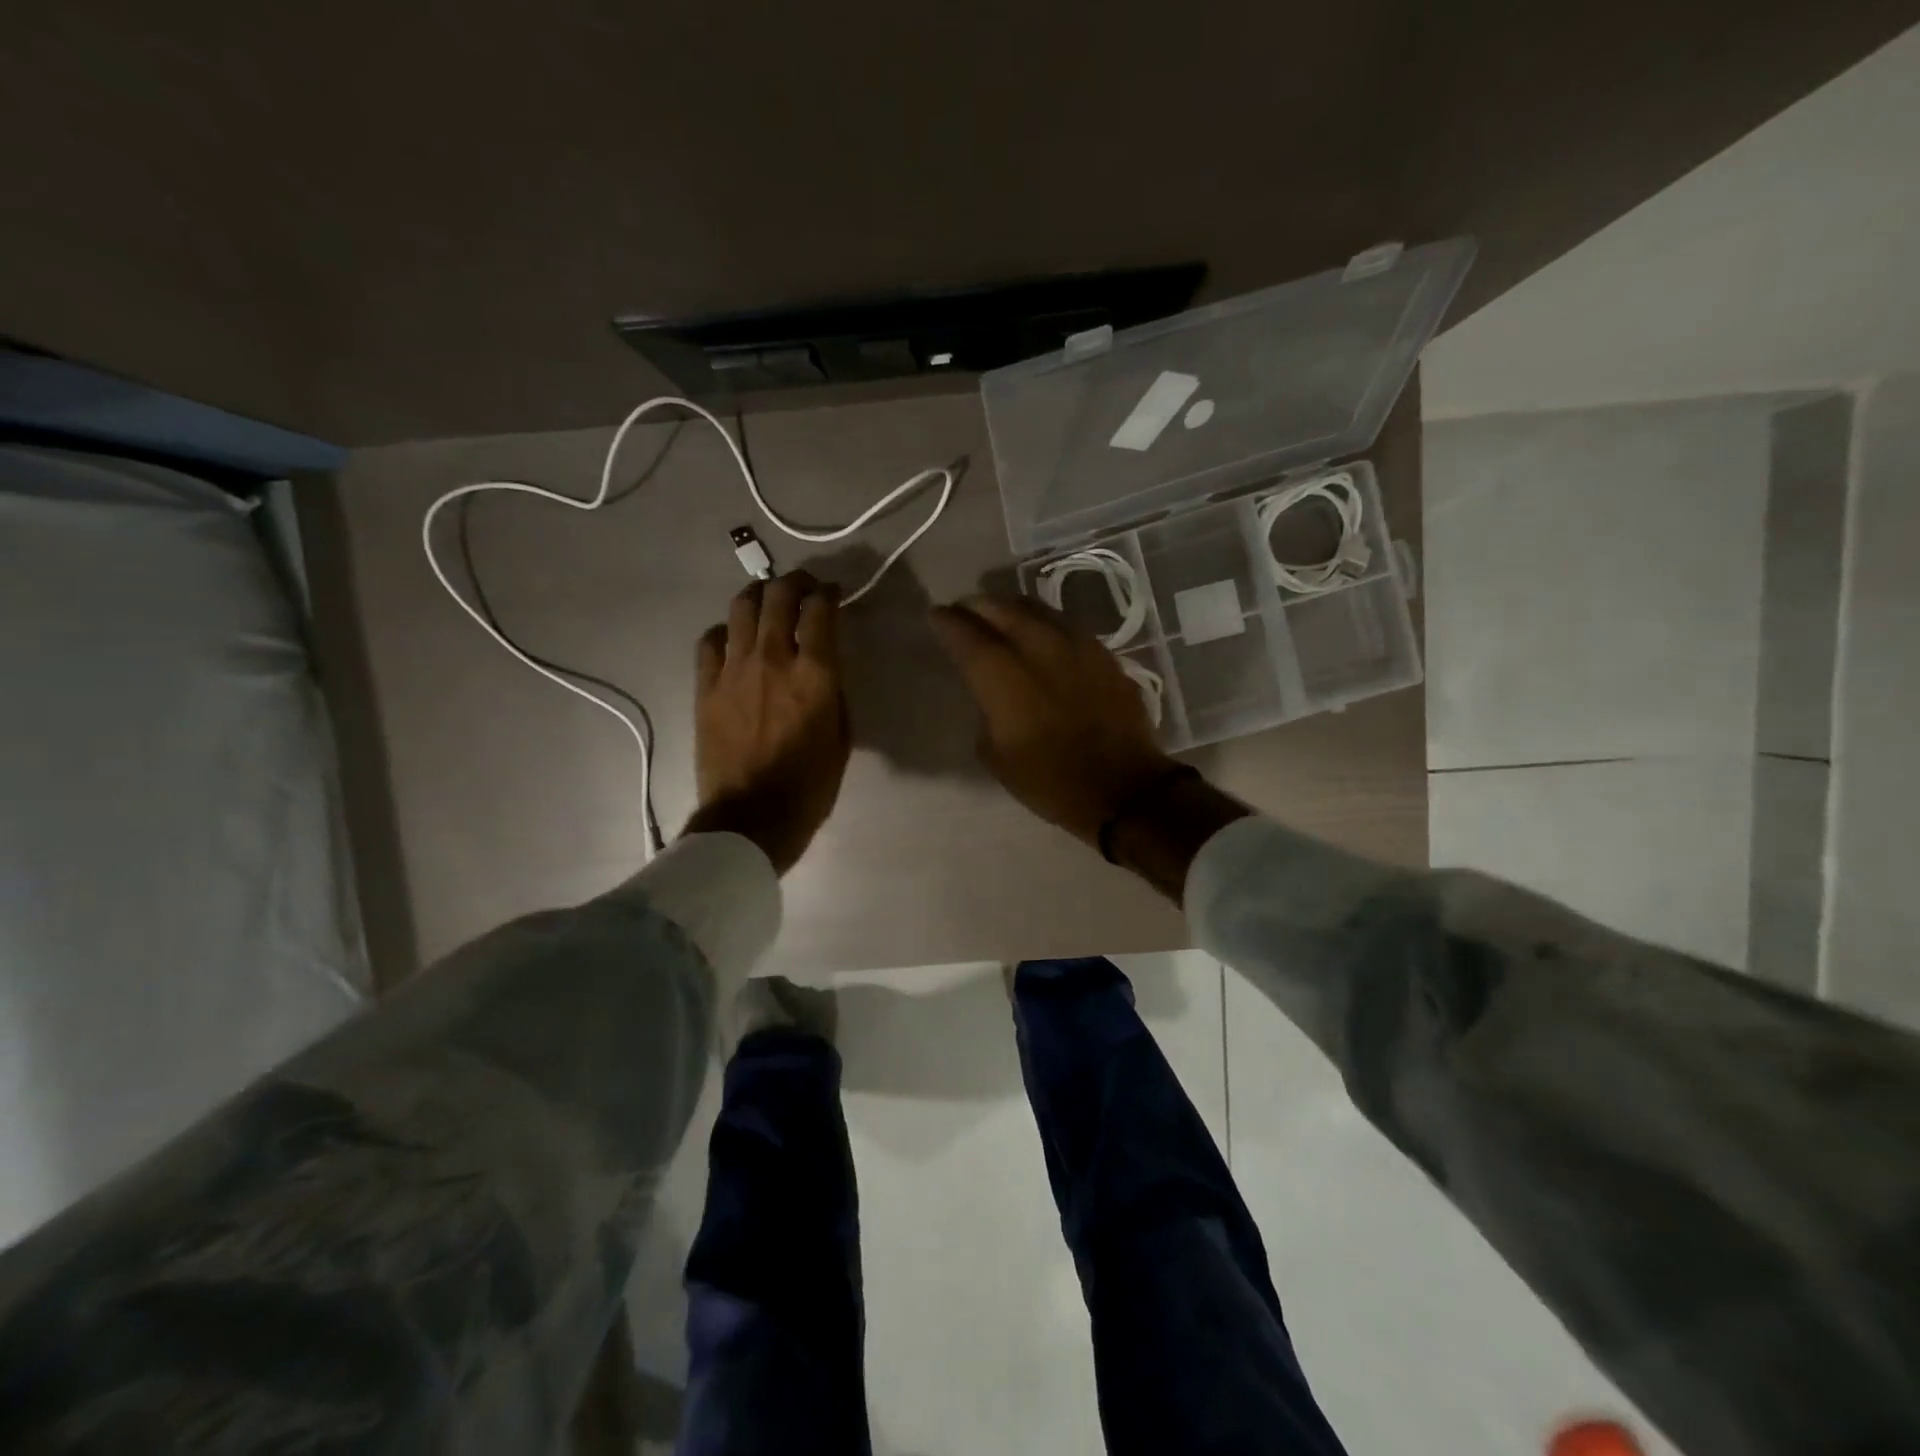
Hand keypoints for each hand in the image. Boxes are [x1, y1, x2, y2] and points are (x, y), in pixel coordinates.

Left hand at [686, 571, 849, 873]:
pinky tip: (732, 638)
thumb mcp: (842, 739)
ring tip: (767, 600)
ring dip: (758, 595)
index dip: (828, 593)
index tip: (832, 593)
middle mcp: (773, 659)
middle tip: (803, 586)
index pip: (820, 610)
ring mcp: (733, 670)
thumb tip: (823, 670)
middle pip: (778, 595)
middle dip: (794, 582)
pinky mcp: (705, 687)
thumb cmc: (808, 786)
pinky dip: (724, 630)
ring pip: (741, 607)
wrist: (751, 819)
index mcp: (815, 674)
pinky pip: (710, 640)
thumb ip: (833, 694)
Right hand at [928, 594, 1175, 845]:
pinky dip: (1047, 623)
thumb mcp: (997, 758)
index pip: (969, 637)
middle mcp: (1040, 651)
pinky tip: (1044, 632)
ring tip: (1002, 611)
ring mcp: (1078, 648)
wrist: (1125, 789)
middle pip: (1004, 611)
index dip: (949, 622)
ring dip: (1014, 607)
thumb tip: (992, 699)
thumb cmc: (1052, 782)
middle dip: (979, 606)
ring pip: (1039, 611)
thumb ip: (987, 715)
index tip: (936, 614)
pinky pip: (1067, 626)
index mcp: (1005, 679)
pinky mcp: (1105, 656)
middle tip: (966, 608)